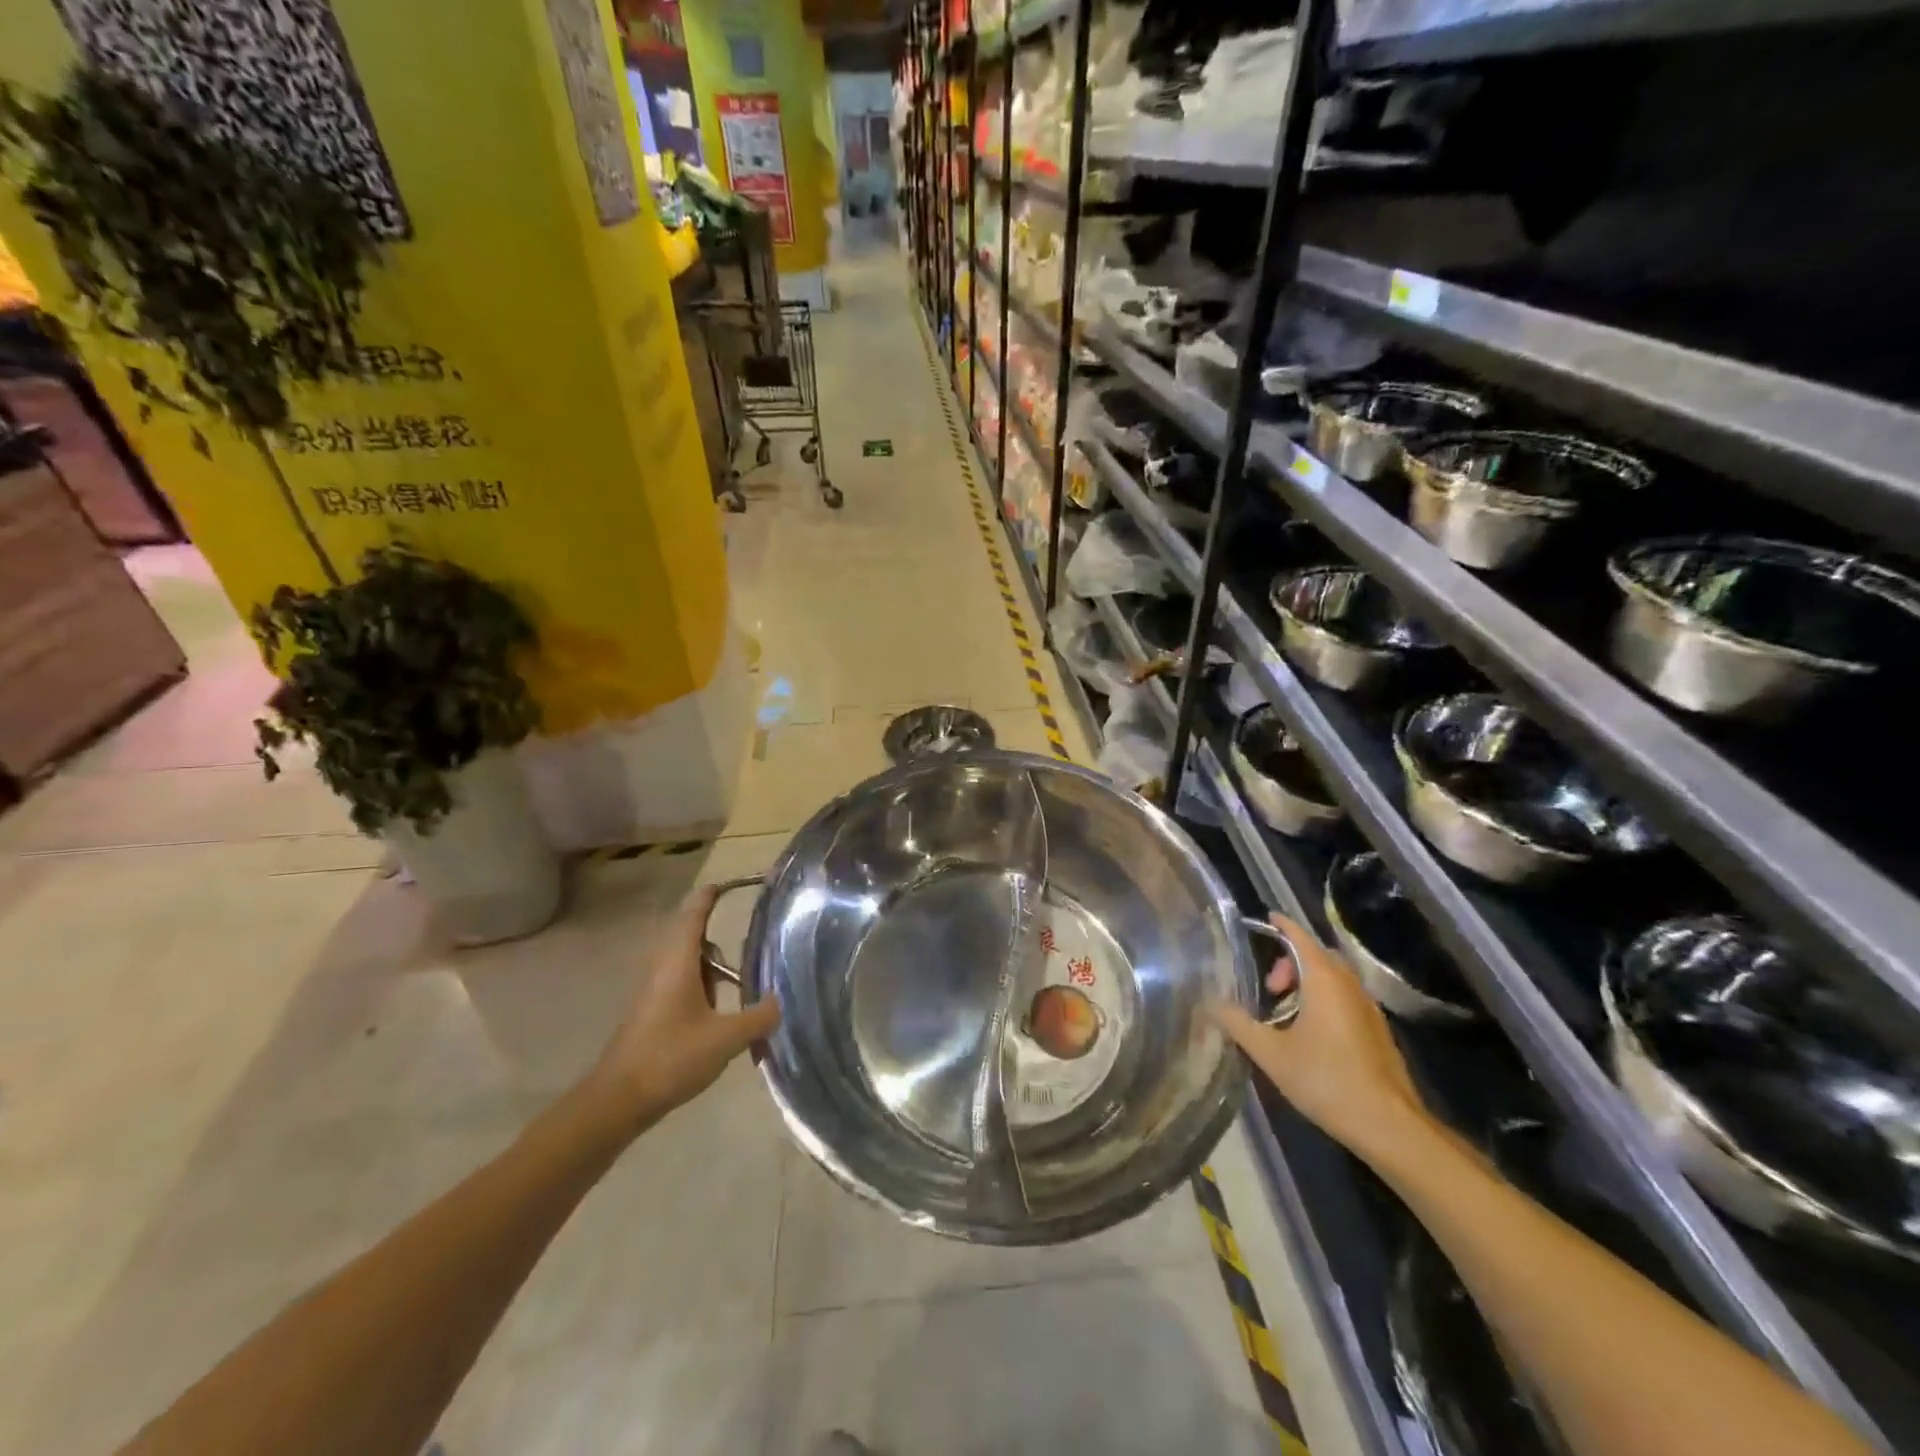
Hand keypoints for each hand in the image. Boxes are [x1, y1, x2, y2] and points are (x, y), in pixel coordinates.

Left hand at [588, 884, 781, 1134]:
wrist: (618, 1100)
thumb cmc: (670, 1058)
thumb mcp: (725, 1039)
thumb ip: (757, 1018)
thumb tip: (780, 1002)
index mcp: (678, 963)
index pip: (693, 915)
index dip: (709, 896)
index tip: (727, 882)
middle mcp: (663, 968)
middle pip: (689, 934)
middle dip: (714, 927)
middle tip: (749, 929)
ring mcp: (654, 991)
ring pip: (685, 960)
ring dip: (710, 959)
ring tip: (742, 971)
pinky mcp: (652, 1012)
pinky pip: (681, 981)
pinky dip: (703, 981)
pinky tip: (722, 1005)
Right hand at [1207, 914, 1430, 1160]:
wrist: (1389, 1126)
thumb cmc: (1326, 1080)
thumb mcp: (1271, 1053)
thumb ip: (1238, 1024)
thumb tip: (1211, 1004)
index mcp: (1324, 981)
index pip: (1301, 938)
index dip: (1283, 925)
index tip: (1266, 918)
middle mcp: (1350, 986)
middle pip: (1318, 956)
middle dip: (1290, 962)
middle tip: (1269, 988)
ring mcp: (1369, 1009)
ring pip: (1334, 979)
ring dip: (1308, 983)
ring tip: (1284, 1013)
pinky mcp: (1378, 1032)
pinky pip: (1346, 999)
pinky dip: (1324, 1000)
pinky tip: (1310, 1034)